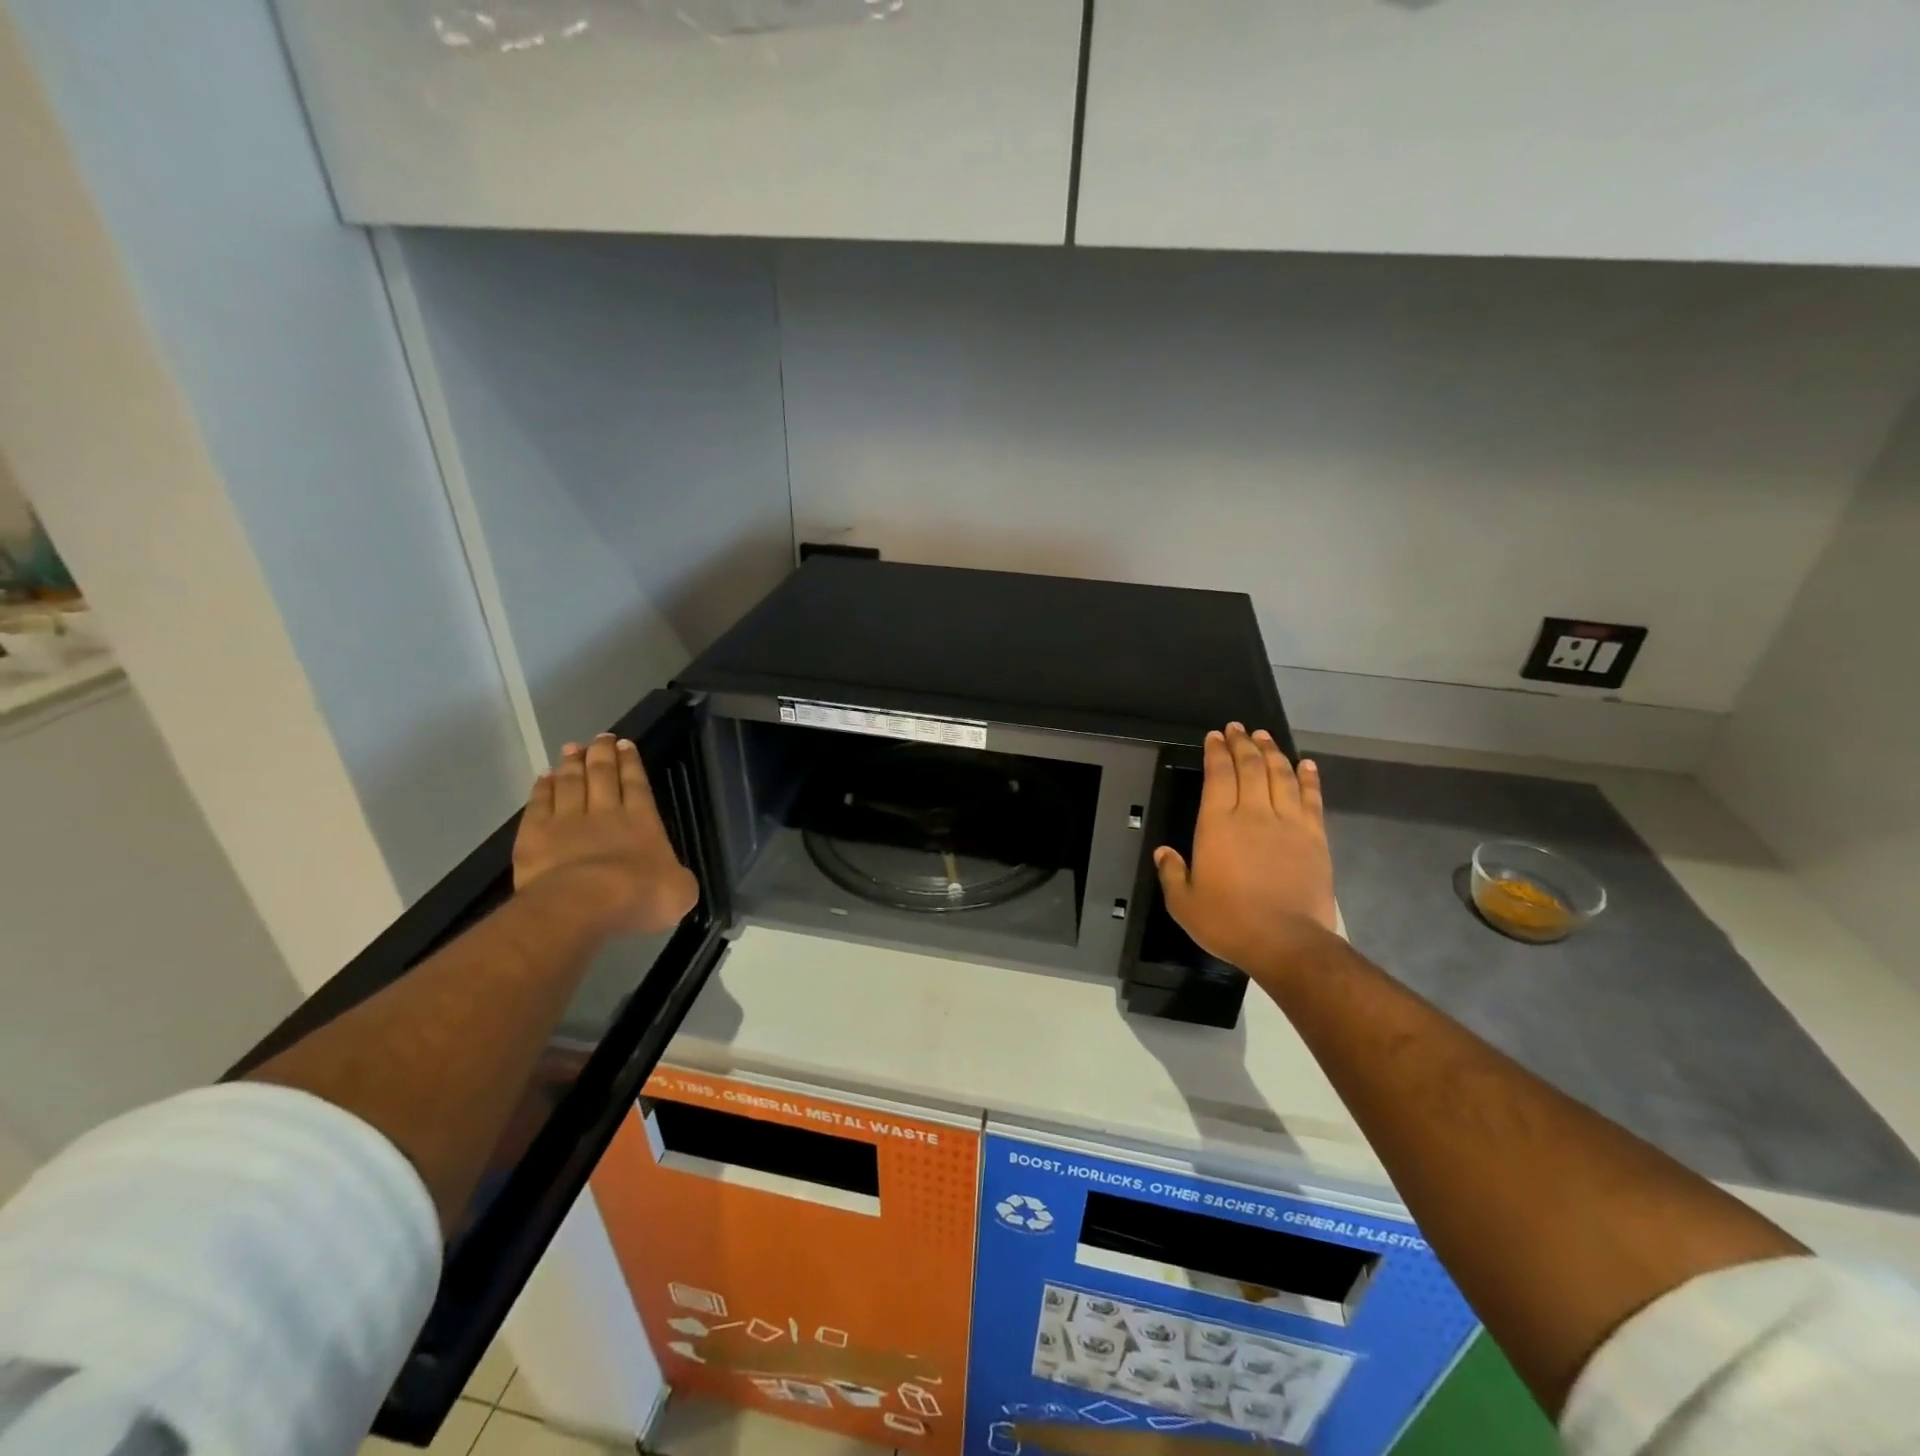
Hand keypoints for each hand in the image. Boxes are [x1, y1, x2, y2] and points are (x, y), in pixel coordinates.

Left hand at [512, 733, 699, 935]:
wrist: (584, 905)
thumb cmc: (639, 897)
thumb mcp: (680, 891)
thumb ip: (678, 877)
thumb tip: (674, 876)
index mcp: (643, 822)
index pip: (637, 785)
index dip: (631, 764)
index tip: (626, 744)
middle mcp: (606, 813)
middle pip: (603, 775)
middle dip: (603, 754)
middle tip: (601, 737)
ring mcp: (567, 821)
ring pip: (570, 783)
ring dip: (572, 764)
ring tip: (572, 748)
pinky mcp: (535, 835)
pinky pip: (539, 804)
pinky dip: (542, 787)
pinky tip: (544, 776)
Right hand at [1154, 724, 1337, 972]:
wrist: (1287, 943)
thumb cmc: (1229, 922)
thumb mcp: (1184, 903)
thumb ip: (1172, 873)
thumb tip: (1164, 853)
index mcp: (1218, 825)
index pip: (1218, 775)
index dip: (1216, 752)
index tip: (1214, 736)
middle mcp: (1253, 814)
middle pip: (1250, 767)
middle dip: (1242, 743)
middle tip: (1237, 728)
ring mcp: (1289, 823)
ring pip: (1280, 775)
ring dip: (1272, 752)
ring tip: (1264, 736)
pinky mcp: (1315, 838)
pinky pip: (1311, 798)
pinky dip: (1308, 778)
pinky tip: (1305, 763)